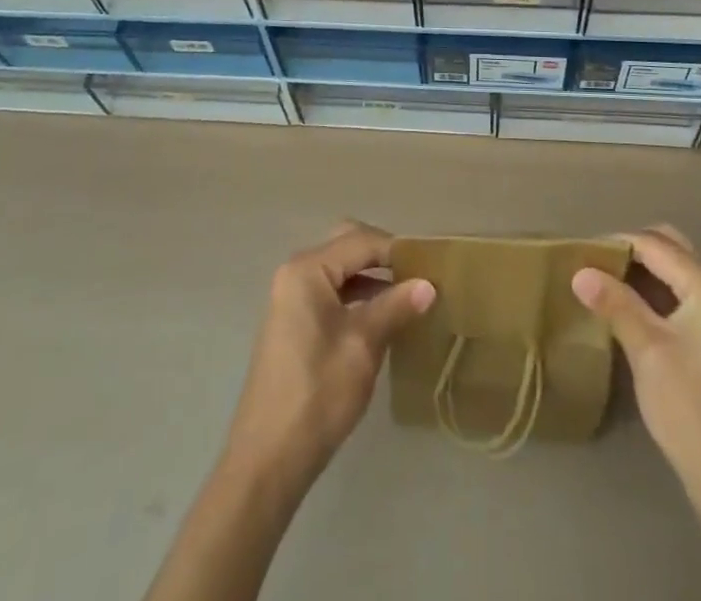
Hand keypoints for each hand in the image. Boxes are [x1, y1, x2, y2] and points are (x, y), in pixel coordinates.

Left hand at [222, 220, 435, 490]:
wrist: (268, 460)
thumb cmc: (317, 394)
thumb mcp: (363, 345)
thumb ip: (395, 307)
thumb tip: (429, 285)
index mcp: (307, 270)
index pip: (361, 241)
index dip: (398, 250)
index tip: (432, 264)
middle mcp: (295, 273)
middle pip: (347, 246)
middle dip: (383, 256)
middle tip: (418, 274)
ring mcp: (291, 298)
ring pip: (340, 270)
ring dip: (372, 277)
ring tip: (409, 297)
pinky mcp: (293, 322)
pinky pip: (331, 292)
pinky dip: (357, 296)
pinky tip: (383, 318)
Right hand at [572, 226, 700, 509]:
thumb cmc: (692, 411)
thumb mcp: (648, 351)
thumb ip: (615, 304)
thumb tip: (579, 271)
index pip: (655, 245)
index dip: (616, 243)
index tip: (579, 250)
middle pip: (670, 248)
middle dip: (631, 250)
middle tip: (592, 264)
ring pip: (675, 271)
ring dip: (641, 271)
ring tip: (602, 282)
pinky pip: (681, 294)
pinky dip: (654, 292)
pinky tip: (626, 307)